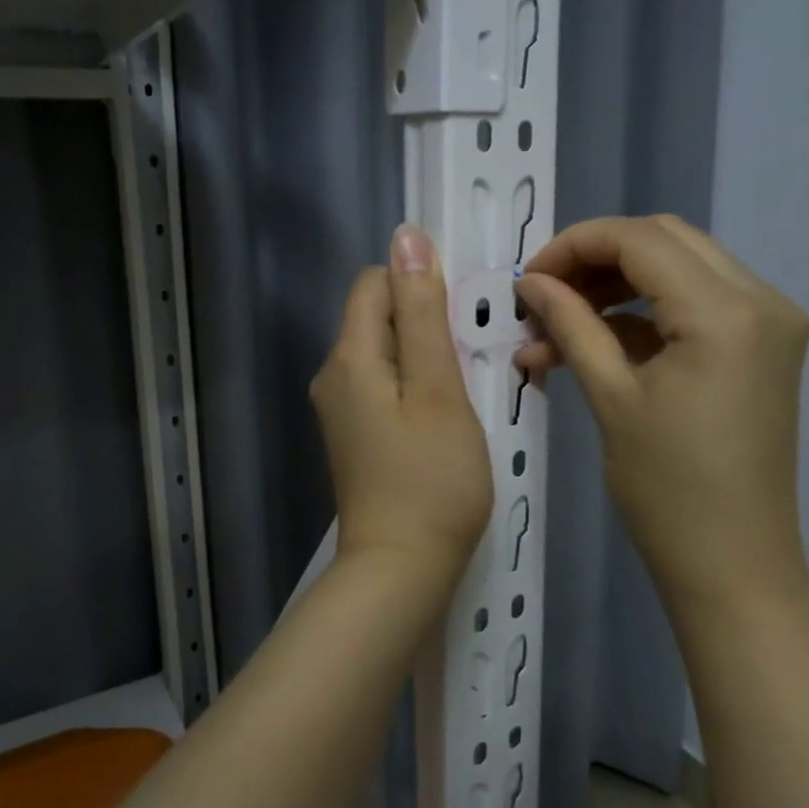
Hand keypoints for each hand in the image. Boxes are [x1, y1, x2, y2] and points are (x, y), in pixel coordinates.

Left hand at [311, 225, 493, 592]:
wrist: (401, 570)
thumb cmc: (431, 480)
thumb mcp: (438, 389)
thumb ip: (422, 312)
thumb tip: (406, 236)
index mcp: (349, 357)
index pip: (376, 281)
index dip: (420, 284)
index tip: (463, 317)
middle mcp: (333, 375)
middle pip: (379, 316)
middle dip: (427, 322)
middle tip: (474, 357)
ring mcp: (341, 409)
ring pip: (387, 353)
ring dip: (427, 356)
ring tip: (468, 388)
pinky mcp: (355, 434)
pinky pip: (386, 386)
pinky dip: (417, 386)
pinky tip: (448, 414)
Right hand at [513, 215, 808, 616]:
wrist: (734, 564)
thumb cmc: (667, 490)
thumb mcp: (611, 397)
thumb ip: (571, 324)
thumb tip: (531, 281)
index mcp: (726, 312)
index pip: (640, 240)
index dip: (574, 246)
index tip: (526, 278)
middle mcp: (762, 299)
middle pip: (665, 239)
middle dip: (595, 258)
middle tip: (543, 294)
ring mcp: (770, 321)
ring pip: (681, 265)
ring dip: (616, 284)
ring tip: (559, 323)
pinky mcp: (764, 346)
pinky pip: (697, 302)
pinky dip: (645, 311)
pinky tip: (595, 340)